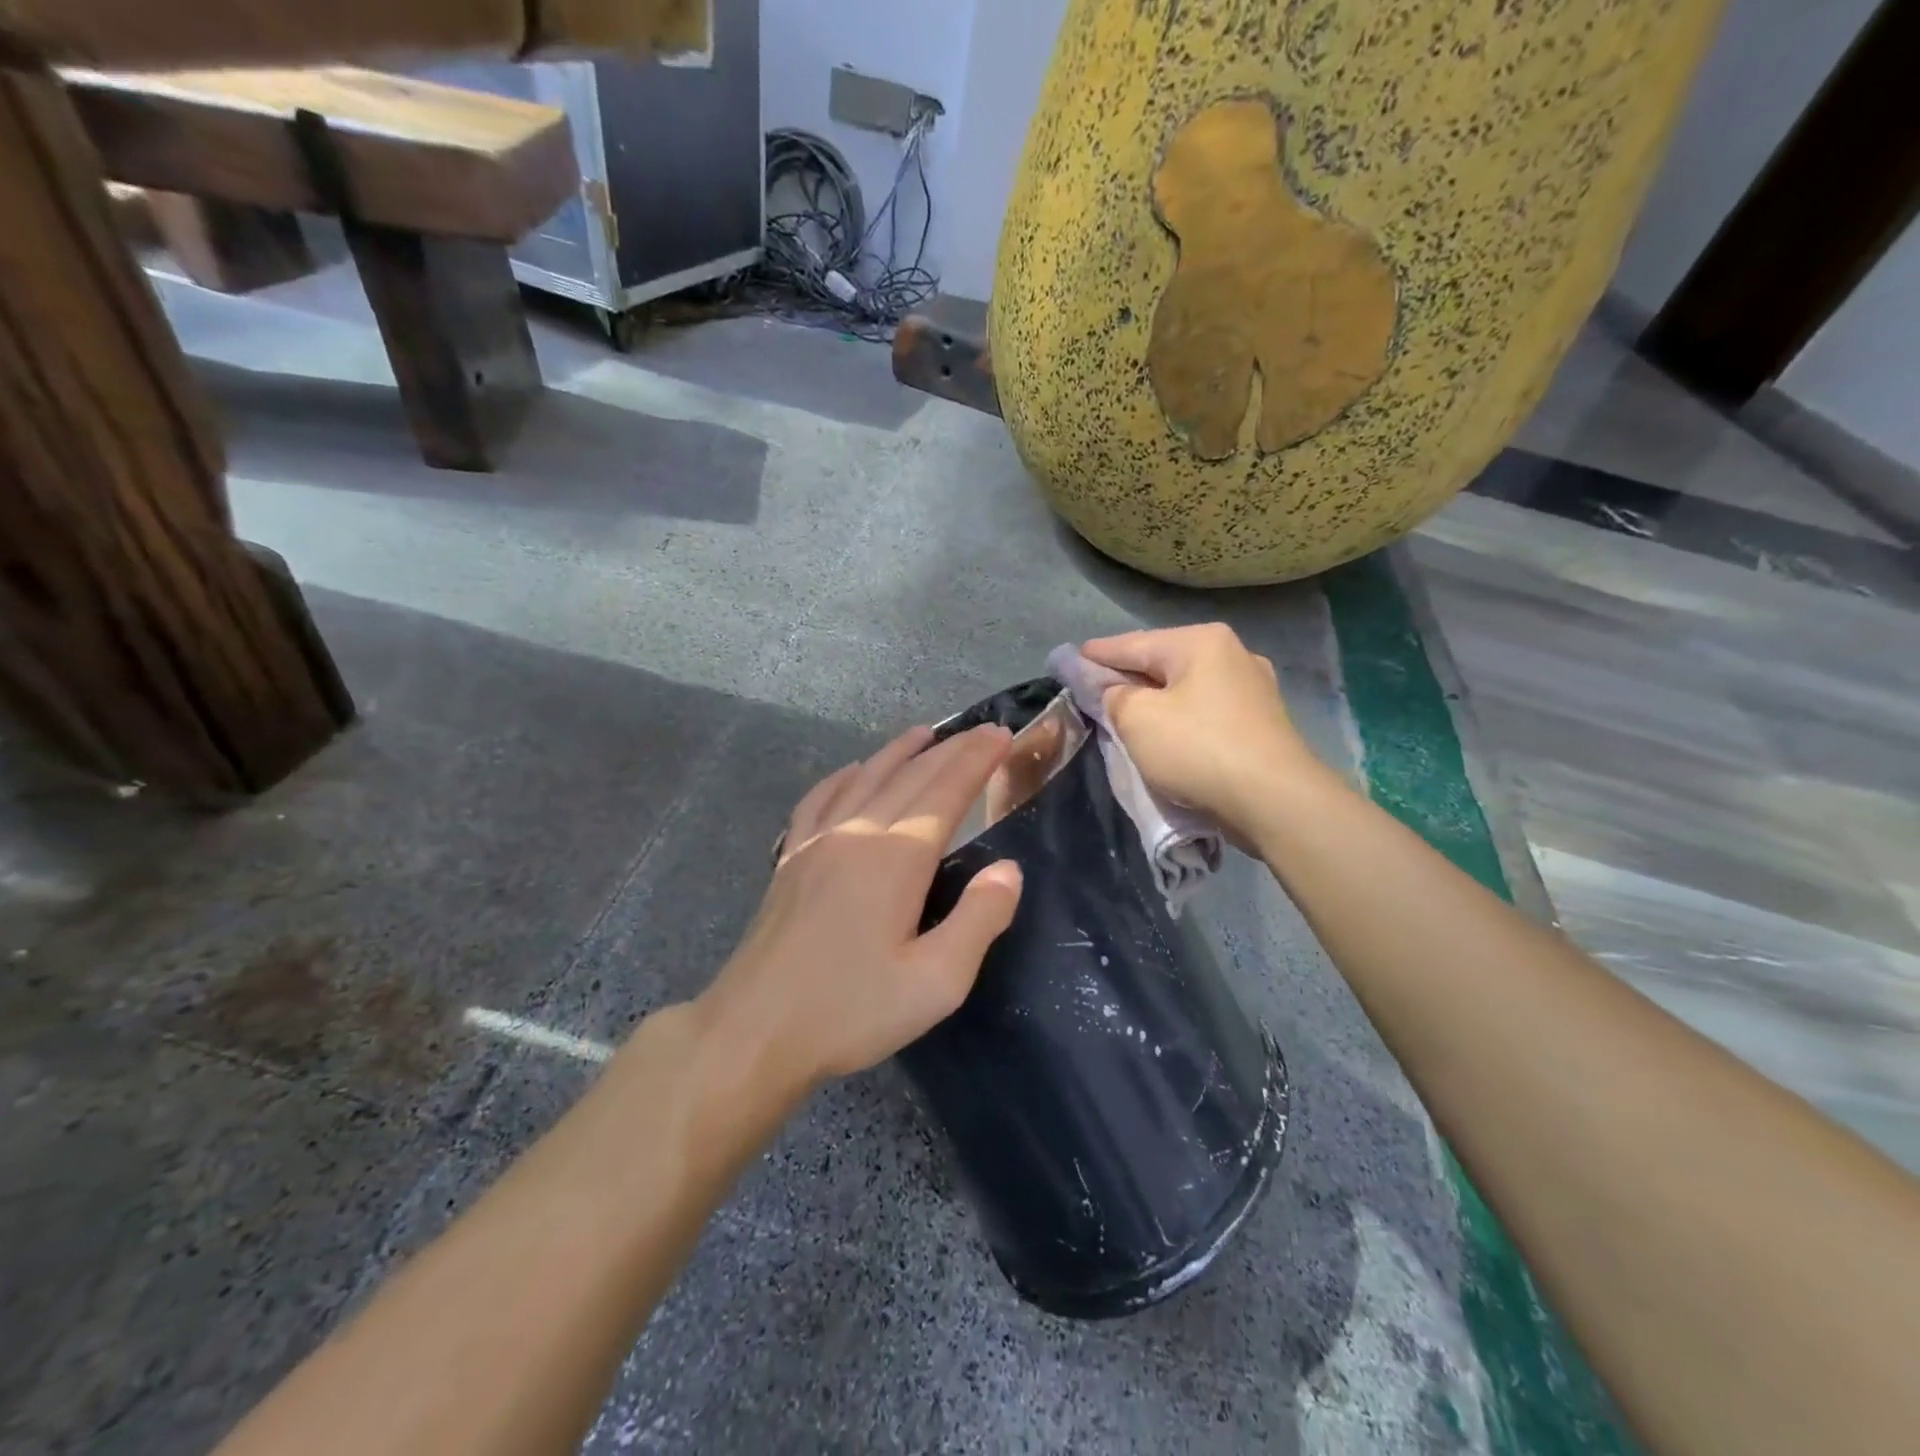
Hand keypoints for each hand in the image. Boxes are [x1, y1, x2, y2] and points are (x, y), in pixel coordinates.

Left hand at [697, 724, 1024, 1091]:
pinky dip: (843, 776)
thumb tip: (1008, 869)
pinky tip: (851, 770)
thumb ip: (979, 920)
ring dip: (899, 752)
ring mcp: (816, 842)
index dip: (975, 761)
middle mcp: (857, 834)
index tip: (1001, 735)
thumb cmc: (850, 1010)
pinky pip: (819, 799)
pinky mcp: (790, 859)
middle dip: (950, 749)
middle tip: (981, 731)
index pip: (945, 792)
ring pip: (864, 778)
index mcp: (896, 859)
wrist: (754, 1030)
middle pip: (909, 777)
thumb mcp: (935, 982)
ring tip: (925, 733)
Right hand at [1082, 623, 1323, 845]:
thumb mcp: (1137, 718)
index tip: (1072, 658)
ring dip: (1156, 699)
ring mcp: (1253, 689)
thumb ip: (1114, 696)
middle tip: (1095, 688)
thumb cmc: (1197, 749)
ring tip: (1127, 711)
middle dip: (1128, 675)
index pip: (1134, 643)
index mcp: (1201, 642)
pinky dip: (1181, 716)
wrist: (1274, 800)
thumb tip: (1116, 691)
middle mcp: (1232, 654)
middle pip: (1163, 662)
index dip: (1098, 653)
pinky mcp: (1261, 723)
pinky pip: (1206, 711)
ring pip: (1186, 687)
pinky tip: (1168, 730)